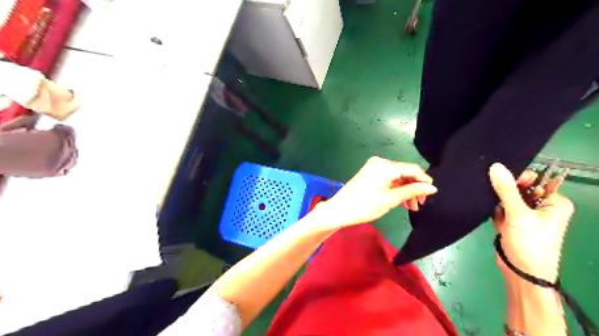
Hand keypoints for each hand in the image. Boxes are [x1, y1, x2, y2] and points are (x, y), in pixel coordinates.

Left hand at [316, 157, 438, 228]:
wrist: (339, 210)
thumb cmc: (365, 205)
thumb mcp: (391, 199)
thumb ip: (412, 191)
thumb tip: (432, 187)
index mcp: (385, 165)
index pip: (412, 168)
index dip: (424, 180)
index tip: (431, 194)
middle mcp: (380, 162)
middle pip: (404, 172)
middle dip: (414, 188)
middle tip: (419, 205)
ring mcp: (374, 167)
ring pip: (397, 177)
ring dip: (405, 190)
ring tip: (410, 207)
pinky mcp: (370, 174)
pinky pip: (388, 179)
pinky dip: (396, 189)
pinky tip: (401, 201)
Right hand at [489, 162, 572, 280]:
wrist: (520, 272)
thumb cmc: (529, 244)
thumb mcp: (518, 214)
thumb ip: (506, 190)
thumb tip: (496, 166)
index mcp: (555, 202)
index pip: (535, 180)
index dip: (519, 177)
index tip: (503, 179)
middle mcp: (541, 206)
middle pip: (519, 187)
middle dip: (505, 190)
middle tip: (494, 193)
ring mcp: (525, 214)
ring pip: (507, 197)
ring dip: (497, 200)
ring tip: (493, 206)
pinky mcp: (512, 221)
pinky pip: (500, 207)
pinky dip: (494, 210)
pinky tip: (494, 216)